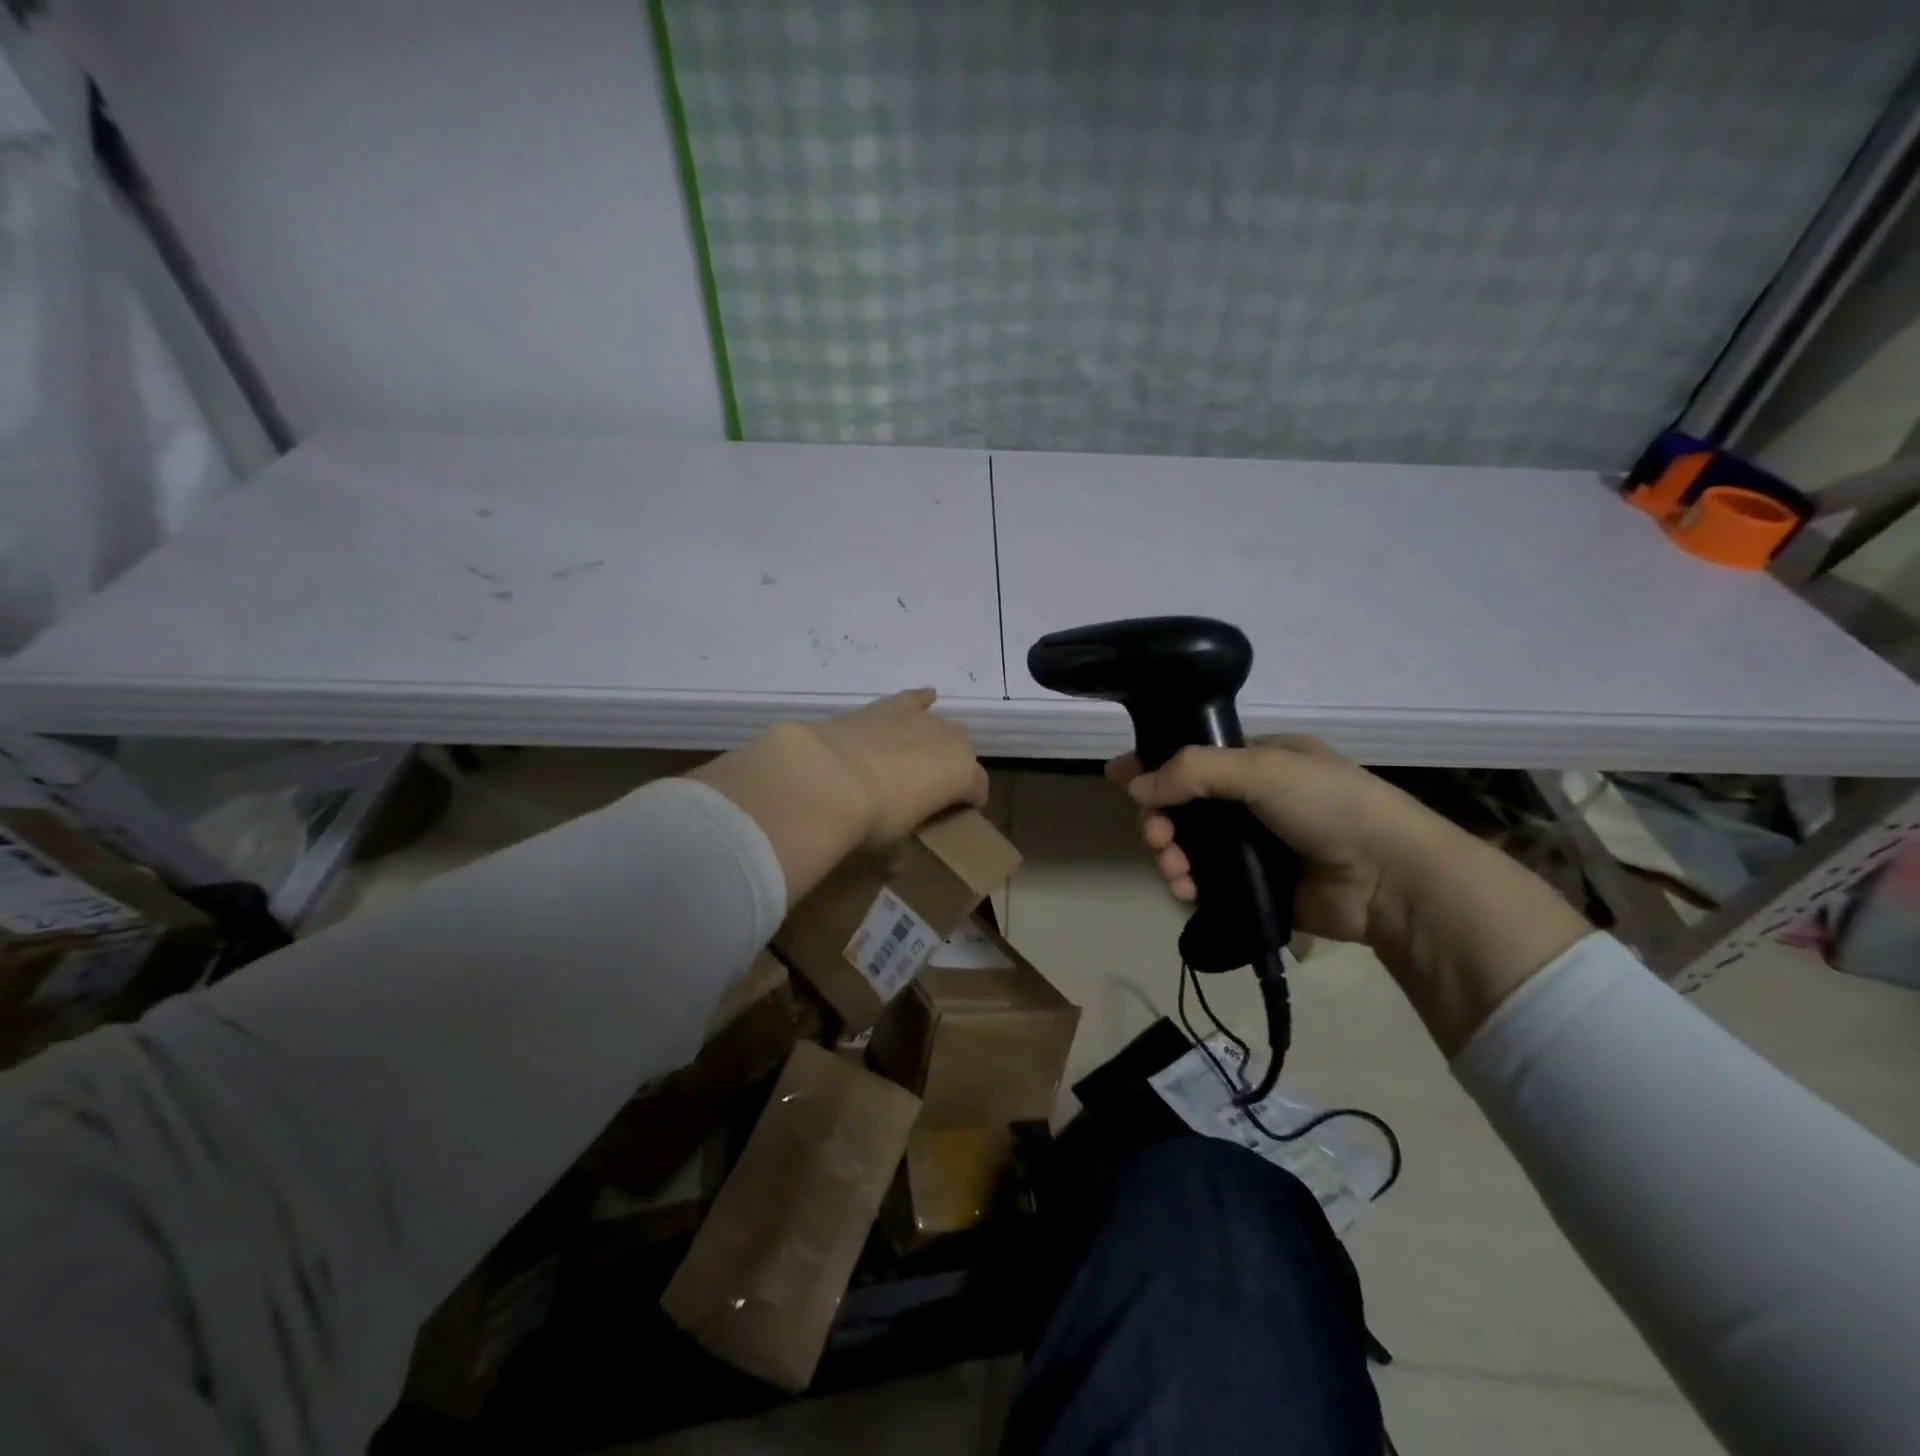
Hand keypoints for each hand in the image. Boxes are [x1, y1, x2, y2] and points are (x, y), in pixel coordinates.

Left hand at [690, 690, 987, 907]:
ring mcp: (918, 719)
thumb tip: (894, 862)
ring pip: (939, 726)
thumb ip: (902, 849)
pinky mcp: (886, 706)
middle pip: (962, 753)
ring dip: (932, 741)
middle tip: (926, 792)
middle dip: (950, 769)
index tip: (953, 817)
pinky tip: (924, 700)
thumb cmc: (873, 819)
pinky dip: (919, 701)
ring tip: (916, 758)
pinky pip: (913, 700)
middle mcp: (950, 740)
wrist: (828, 780)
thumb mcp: (894, 845)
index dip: (968, 803)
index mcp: (963, 775)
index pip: (978, 789)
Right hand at [1109, 735, 1424, 945]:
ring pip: (1189, 846)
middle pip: (1183, 806)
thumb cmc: (1328, 805)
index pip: (1193, 758)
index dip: (1155, 766)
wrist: (1390, 877)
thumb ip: (1193, 770)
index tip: (1120, 778)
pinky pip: (1205, 882)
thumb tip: (1134, 784)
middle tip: (1156, 837)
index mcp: (1258, 760)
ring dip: (1170, 855)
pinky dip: (1188, 885)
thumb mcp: (1261, 769)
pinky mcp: (1254, 886)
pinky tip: (1185, 891)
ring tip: (1173, 870)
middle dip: (1161, 820)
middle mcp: (1252, 800)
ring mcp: (1253, 845)